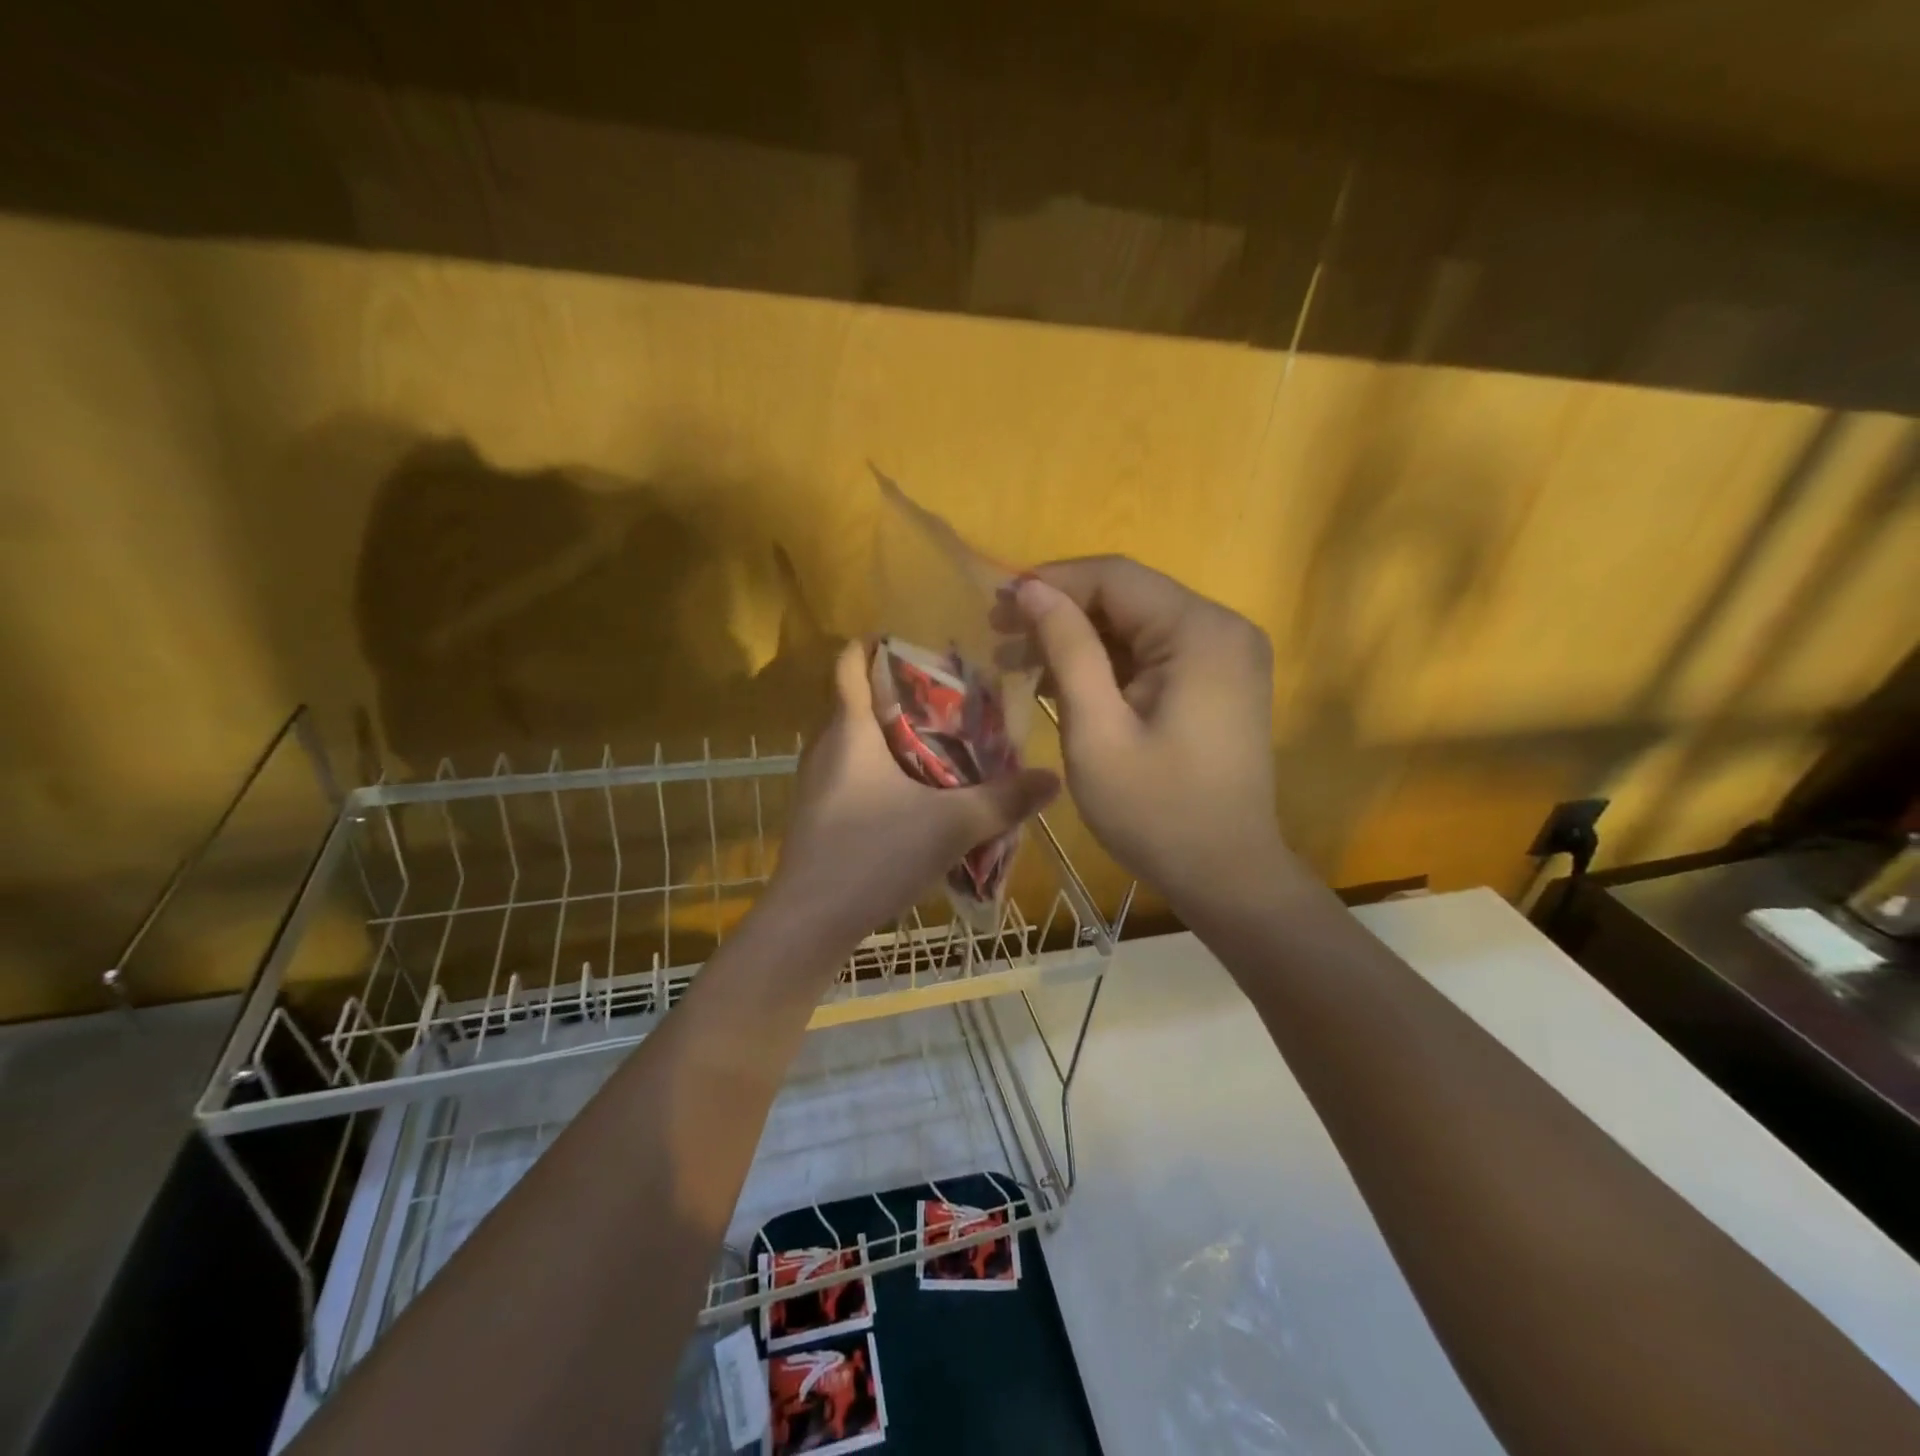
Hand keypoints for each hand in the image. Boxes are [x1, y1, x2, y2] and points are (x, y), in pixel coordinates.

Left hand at [770, 641, 1059, 939]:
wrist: (810, 922)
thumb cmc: (873, 854)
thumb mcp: (951, 825)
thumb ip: (1005, 801)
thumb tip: (1054, 777)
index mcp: (850, 730)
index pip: (849, 664)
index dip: (873, 645)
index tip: (912, 642)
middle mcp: (826, 747)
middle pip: (858, 701)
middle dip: (901, 694)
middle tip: (952, 698)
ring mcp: (817, 783)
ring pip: (856, 741)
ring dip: (893, 736)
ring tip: (943, 743)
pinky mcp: (819, 815)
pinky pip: (853, 774)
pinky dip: (882, 771)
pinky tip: (916, 795)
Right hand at [997, 557, 1281, 908]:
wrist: (1227, 876)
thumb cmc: (1155, 811)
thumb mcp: (1097, 730)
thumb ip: (1067, 649)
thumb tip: (1031, 590)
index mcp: (1200, 632)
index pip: (1115, 577)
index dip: (1051, 582)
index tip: (996, 605)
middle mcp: (1222, 628)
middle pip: (1128, 596)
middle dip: (1061, 612)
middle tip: (999, 637)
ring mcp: (1226, 655)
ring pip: (1137, 624)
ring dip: (1079, 639)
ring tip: (1018, 662)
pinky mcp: (1219, 681)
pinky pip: (1154, 652)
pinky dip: (1108, 662)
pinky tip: (1063, 682)